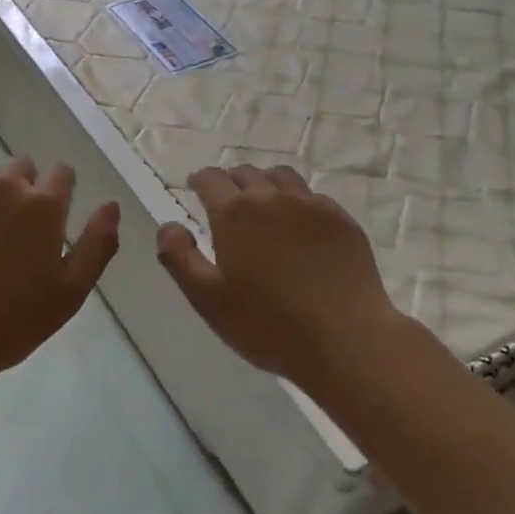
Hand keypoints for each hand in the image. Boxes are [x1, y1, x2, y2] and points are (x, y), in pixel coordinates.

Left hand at [0, 157, 119, 386]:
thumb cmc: (9, 322)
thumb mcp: (69, 293)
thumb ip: (96, 245)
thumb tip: (111, 205)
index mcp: (44, 206)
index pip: (62, 173)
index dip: (59, 191)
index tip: (49, 216)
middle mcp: (6, 184)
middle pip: (22, 166)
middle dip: (22, 188)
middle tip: (10, 229)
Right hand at [156, 165, 405, 387]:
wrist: (346, 339)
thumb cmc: (267, 324)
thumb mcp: (207, 299)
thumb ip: (179, 257)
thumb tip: (168, 225)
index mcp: (234, 213)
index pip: (211, 178)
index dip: (200, 180)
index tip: (196, 187)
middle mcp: (272, 198)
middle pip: (246, 173)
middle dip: (231, 182)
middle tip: (226, 201)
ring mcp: (312, 206)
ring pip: (281, 177)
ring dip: (265, 184)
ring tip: (263, 204)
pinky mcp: (342, 221)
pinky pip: (313, 197)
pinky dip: (298, 202)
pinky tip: (300, 226)